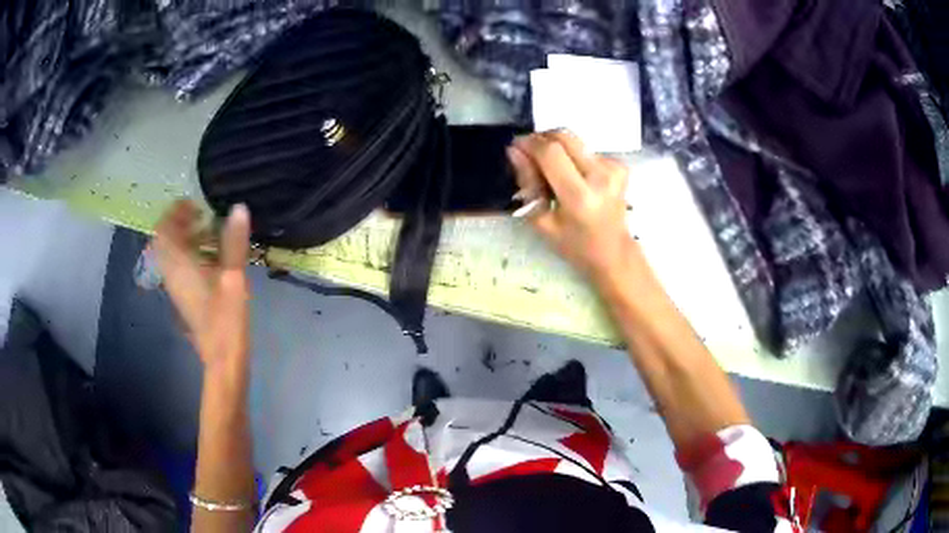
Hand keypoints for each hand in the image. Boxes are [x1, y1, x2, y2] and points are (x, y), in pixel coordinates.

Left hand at [152, 200, 250, 379]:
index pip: (164, 230)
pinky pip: (179, 266)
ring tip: (210, 233)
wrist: (223, 359)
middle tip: (203, 216)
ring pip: (171, 254)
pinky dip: (190, 254)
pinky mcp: (183, 297)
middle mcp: (171, 273)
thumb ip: (234, 242)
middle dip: (180, 223)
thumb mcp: (233, 277)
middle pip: (165, 240)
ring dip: (186, 238)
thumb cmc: (226, 318)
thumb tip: (239, 208)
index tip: (195, 203)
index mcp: (179, 265)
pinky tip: (211, 258)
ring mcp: (176, 287)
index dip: (175, 212)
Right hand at [508, 130, 638, 283]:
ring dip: (557, 149)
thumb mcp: (542, 221)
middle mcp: (600, 177)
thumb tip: (515, 151)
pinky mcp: (620, 165)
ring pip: (575, 141)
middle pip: (564, 137)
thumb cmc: (574, 244)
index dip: (530, 143)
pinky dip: (574, 157)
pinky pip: (587, 149)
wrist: (614, 252)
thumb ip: (527, 183)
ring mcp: (613, 169)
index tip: (516, 145)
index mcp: (579, 197)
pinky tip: (575, 177)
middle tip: (531, 153)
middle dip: (542, 138)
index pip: (550, 153)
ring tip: (554, 172)